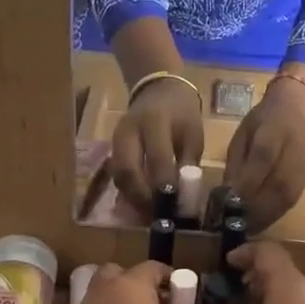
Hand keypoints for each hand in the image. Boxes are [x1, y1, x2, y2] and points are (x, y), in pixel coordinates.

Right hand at [111, 80, 203, 214]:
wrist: (157, 89)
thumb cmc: (181, 113)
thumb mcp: (193, 134)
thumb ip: (188, 164)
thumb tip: (185, 199)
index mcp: (155, 121)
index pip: (157, 158)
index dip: (165, 186)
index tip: (175, 206)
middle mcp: (129, 130)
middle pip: (127, 170)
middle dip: (141, 197)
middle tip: (157, 215)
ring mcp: (116, 139)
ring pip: (118, 175)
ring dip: (132, 198)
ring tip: (149, 213)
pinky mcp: (111, 148)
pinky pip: (116, 174)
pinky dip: (127, 192)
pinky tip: (140, 204)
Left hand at [223, 75, 304, 229]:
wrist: (296, 110)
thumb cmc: (262, 122)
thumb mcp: (242, 135)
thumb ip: (237, 164)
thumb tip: (226, 196)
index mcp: (274, 129)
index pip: (262, 158)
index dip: (247, 183)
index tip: (228, 203)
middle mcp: (294, 149)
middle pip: (278, 184)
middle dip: (255, 208)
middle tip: (235, 224)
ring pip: (287, 197)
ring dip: (265, 216)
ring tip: (245, 229)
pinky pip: (292, 201)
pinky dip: (275, 214)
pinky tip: (260, 223)